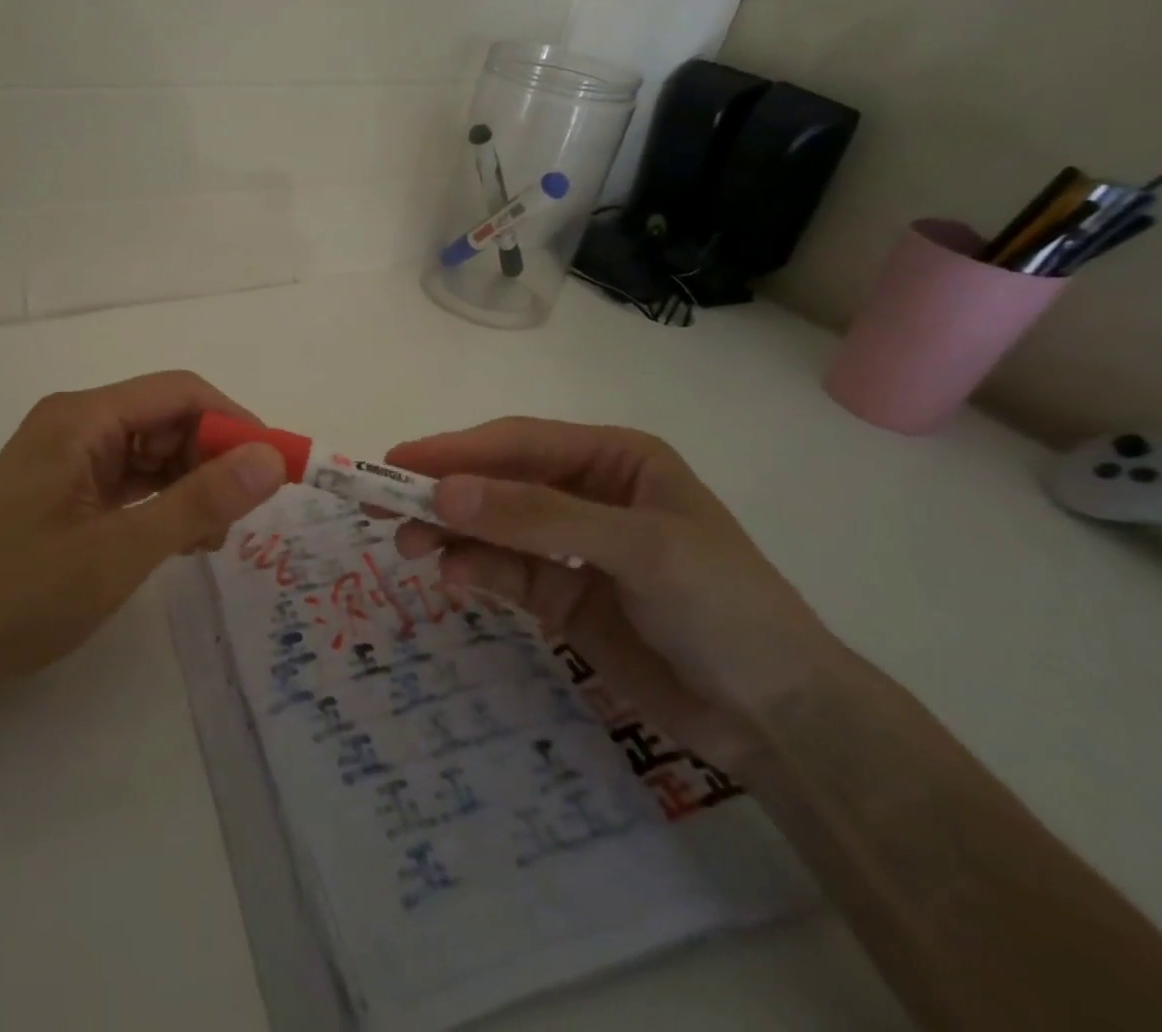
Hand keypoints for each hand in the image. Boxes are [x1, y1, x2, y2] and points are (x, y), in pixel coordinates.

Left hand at [0, 372, 285, 708]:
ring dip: (192, 485)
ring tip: (212, 540)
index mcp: (81, 418)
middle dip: (213, 459)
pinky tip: (182, 542)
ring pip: (152, 453)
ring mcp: (68, 461)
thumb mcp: (121, 550)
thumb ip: (200, 502)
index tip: (276, 468)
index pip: (179, 393)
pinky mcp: (66, 495)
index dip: (234, 422)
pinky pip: (132, 483)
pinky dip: (164, 504)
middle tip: (244, 516)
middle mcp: (76, 426)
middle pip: (166, 420)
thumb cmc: (21, 596)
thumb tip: (272, 458)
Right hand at [387, 418, 839, 768]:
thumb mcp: (637, 548)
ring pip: (490, 526)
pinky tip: (451, 577)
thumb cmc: (724, 606)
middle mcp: (584, 492)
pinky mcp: (559, 594)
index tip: (396, 461)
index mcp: (613, 458)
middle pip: (496, 481)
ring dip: (448, 533)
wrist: (780, 719)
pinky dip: (473, 570)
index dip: (455, 449)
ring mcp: (568, 545)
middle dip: (441, 491)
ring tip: (407, 547)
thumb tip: (443, 493)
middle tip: (380, 504)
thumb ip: (537, 517)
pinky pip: (502, 570)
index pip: (518, 442)